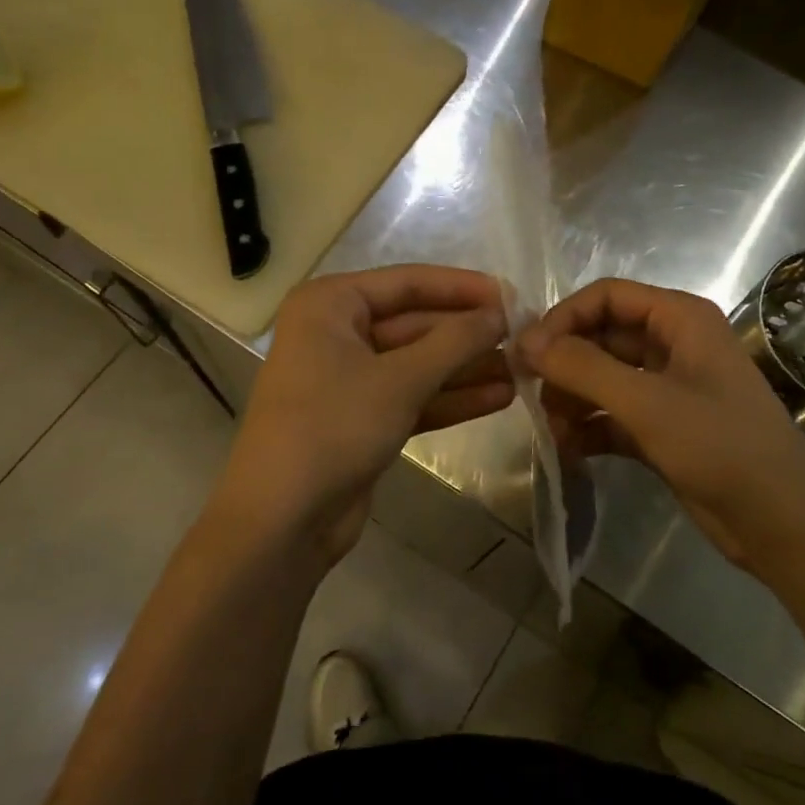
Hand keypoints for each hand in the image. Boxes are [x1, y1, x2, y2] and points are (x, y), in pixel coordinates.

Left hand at [211, 266, 513, 565]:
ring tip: (523, 371)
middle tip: (524, 339)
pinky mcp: (362, 419)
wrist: (280, 521)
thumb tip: (500, 312)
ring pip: (418, 363)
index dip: (463, 288)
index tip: (513, 296)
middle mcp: (337, 333)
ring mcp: (349, 378)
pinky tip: (499, 398)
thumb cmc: (333, 428)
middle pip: (416, 324)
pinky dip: (451, 398)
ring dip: (467, 368)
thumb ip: (455, 341)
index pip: (408, 283)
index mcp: (331, 305)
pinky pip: (413, 396)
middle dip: (468, 335)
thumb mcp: (400, 379)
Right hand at [519, 278, 804, 571]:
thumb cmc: (720, 446)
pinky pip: (613, 415)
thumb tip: (525, 341)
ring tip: (551, 431)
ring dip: (573, 400)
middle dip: (565, 364)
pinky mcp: (663, 427)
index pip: (607, 296)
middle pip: (602, 337)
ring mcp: (668, 388)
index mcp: (680, 319)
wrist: (783, 522)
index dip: (564, 317)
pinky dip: (589, 428)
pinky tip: (567, 451)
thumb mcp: (647, 402)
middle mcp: (673, 344)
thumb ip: (583, 367)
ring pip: (604, 378)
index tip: (527, 352)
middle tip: (527, 393)